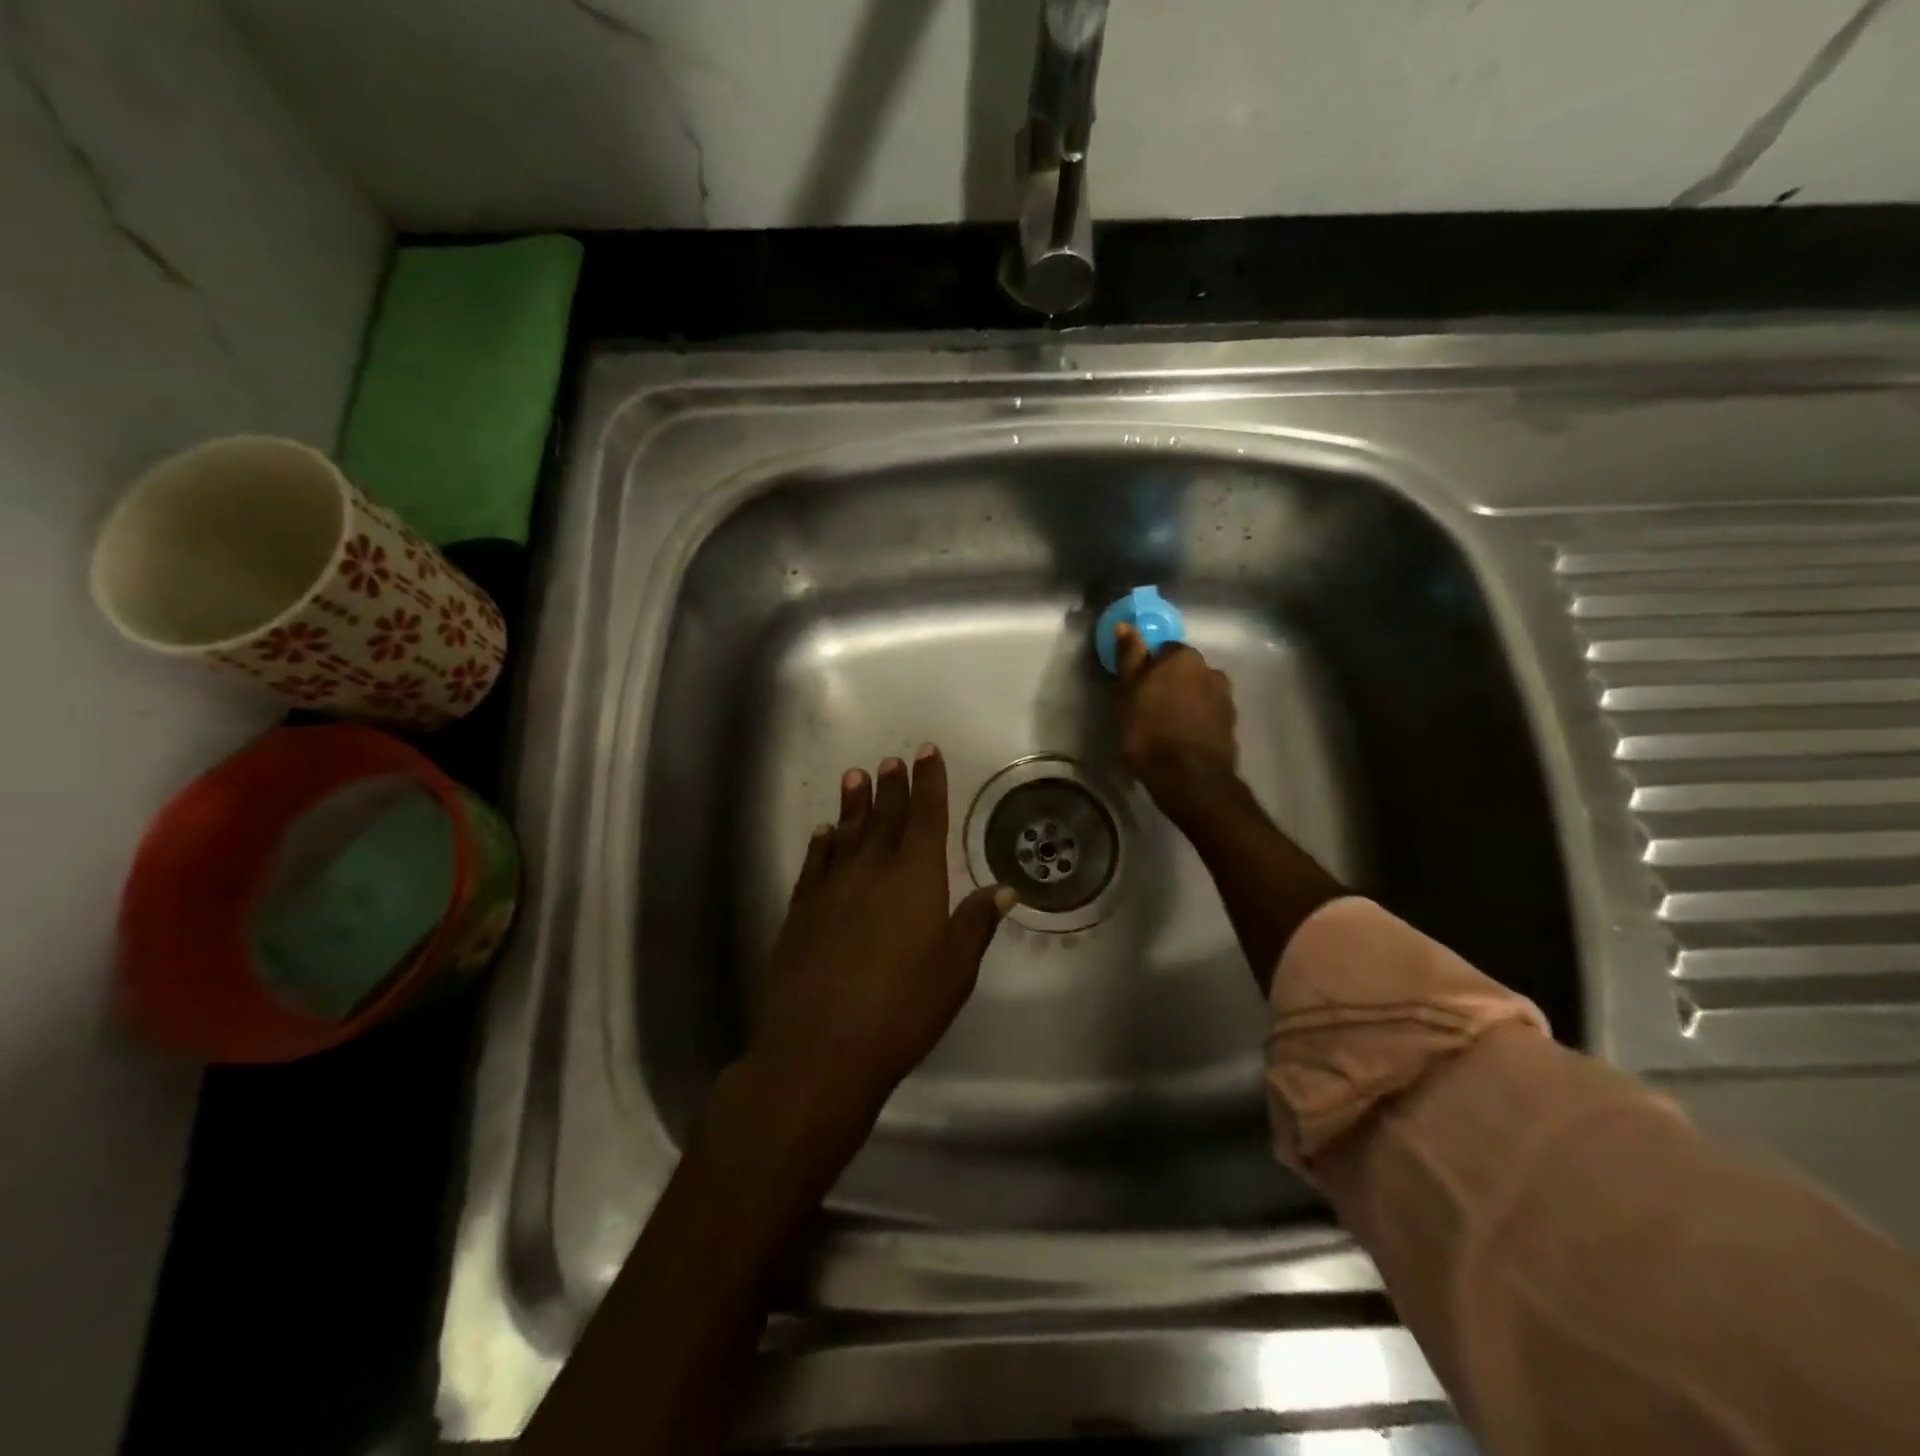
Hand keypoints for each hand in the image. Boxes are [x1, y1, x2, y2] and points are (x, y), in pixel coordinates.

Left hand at [750, 746, 1013, 1138]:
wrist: (821, 1047)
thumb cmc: (902, 1008)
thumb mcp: (955, 969)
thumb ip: (975, 924)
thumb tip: (1004, 889)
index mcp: (915, 879)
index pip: (925, 817)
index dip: (928, 783)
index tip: (925, 752)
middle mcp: (871, 872)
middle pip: (884, 819)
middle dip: (891, 787)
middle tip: (890, 759)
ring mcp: (831, 890)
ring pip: (846, 834)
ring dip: (853, 805)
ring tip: (855, 776)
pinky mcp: (800, 913)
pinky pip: (814, 865)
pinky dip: (821, 845)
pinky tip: (824, 833)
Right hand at [1114, 622, 1238, 816]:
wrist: (1190, 777)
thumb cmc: (1149, 730)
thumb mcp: (1127, 692)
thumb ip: (1129, 656)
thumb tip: (1126, 624)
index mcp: (1183, 656)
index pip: (1162, 650)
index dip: (1148, 668)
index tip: (1137, 688)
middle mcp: (1211, 669)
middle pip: (1183, 670)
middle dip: (1169, 684)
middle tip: (1148, 709)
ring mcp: (1225, 697)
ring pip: (1198, 692)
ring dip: (1185, 703)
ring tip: (1166, 728)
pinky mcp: (1232, 724)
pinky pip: (1208, 715)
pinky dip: (1197, 721)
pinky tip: (1182, 740)